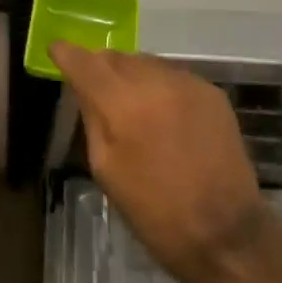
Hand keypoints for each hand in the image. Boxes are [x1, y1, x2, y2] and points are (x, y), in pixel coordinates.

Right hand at [50, 42, 266, 282]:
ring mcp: (188, 83)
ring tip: (131, 104)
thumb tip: (85, 89)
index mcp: (123, 104)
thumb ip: (93, 119)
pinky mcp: (212, 93)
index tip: (57, 50)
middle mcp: (156, 81)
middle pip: (117, 56)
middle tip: (95, 88)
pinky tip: (163, 115)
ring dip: (132, 75)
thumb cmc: (154, 210)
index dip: (67, 54)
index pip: (85, 62)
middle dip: (101, 67)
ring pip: (147, 63)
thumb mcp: (106, 169)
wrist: (224, 232)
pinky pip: (174, 77)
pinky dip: (160, 87)